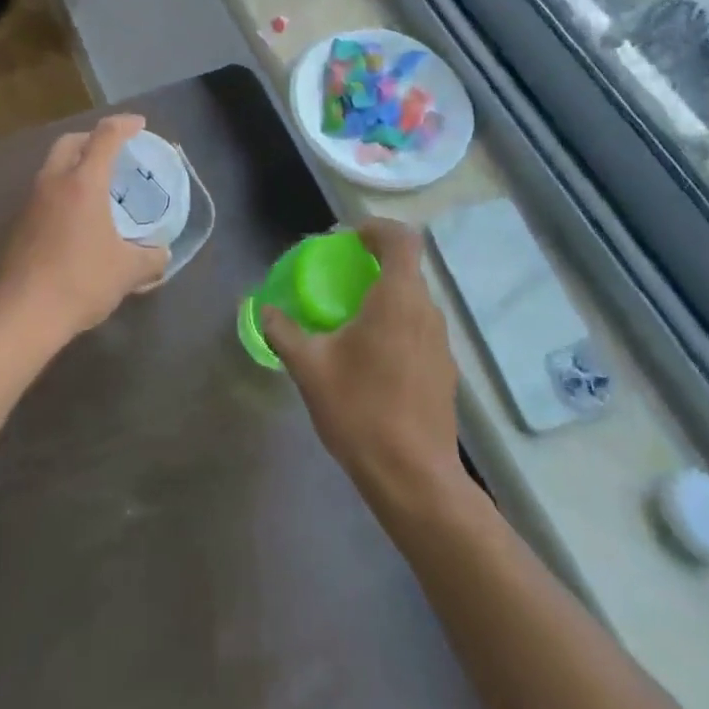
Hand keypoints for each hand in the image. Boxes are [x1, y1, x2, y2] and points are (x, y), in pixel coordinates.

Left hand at [0, 115, 171, 348]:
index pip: (105, 137)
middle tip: (114, 150)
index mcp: (83, 183)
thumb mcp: (128, 271)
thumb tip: (162, 254)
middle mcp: (54, 182)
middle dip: (93, 138)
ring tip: (97, 184)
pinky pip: (45, 192)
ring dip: (75, 164)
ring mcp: (31, 202)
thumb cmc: (80, 281)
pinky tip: (77, 216)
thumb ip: (151, 258)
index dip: (125, 125)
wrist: (22, 314)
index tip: (139, 124)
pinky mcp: (19, 224)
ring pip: (53, 166)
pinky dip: (63, 190)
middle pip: (71, 142)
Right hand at [261, 219, 458, 501]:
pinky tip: (371, 360)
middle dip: (374, 265)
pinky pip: (419, 329)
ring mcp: (441, 344)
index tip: (349, 240)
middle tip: (340, 278)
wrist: (414, 479)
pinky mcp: (445, 372)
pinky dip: (396, 326)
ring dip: (385, 298)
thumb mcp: (310, 368)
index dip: (376, 229)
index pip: (401, 239)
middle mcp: (427, 312)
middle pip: (407, 269)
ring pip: (413, 301)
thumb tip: (263, 310)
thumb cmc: (361, 411)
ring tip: (351, 320)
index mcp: (398, 299)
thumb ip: (284, 332)